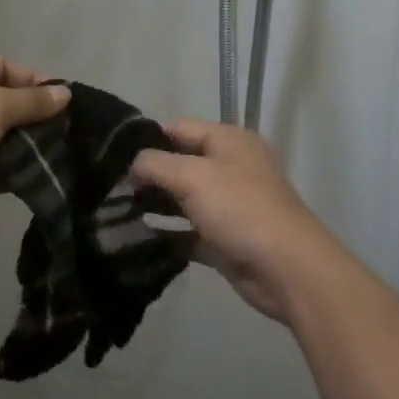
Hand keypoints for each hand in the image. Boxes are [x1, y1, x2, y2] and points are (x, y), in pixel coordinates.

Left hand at [0, 56, 68, 234]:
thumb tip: (66, 94)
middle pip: (1, 103)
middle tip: (64, 132)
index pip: (3, 66)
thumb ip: (32, 101)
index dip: (33, 80)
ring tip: (57, 157)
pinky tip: (37, 179)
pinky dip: (8, 172)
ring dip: (23, 147)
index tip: (62, 100)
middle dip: (32, 118)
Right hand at [130, 119, 344, 322]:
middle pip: (181, 163)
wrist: (287, 269)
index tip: (114, 156)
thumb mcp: (193, 176)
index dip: (149, 139)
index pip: (180, 128)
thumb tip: (133, 165)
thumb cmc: (240, 208)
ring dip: (156, 206)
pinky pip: (190, 233)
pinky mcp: (225, 240)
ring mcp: (229, 205)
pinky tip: (139, 239)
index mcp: (229, 141)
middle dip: (149, 175)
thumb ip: (156, 164)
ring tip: (117, 213)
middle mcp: (230, 167)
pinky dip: (169, 235)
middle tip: (111, 188)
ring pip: (184, 199)